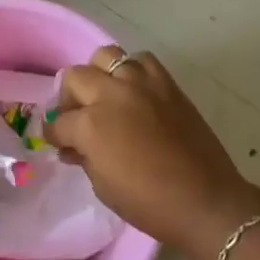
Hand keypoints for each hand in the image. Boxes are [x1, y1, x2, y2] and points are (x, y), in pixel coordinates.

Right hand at [43, 45, 259, 259]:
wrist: (205, 201)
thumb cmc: (149, 203)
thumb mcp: (103, 186)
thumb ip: (84, 157)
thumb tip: (74, 146)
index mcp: (91, 125)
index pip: (58, 123)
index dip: (54, 135)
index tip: (58, 142)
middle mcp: (112, 95)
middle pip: (75, 77)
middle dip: (69, 99)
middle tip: (77, 118)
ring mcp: (141, 84)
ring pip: (106, 56)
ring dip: (99, 75)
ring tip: (105, 96)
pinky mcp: (166, 83)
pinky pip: (142, 60)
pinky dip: (133, 71)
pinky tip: (135, 91)